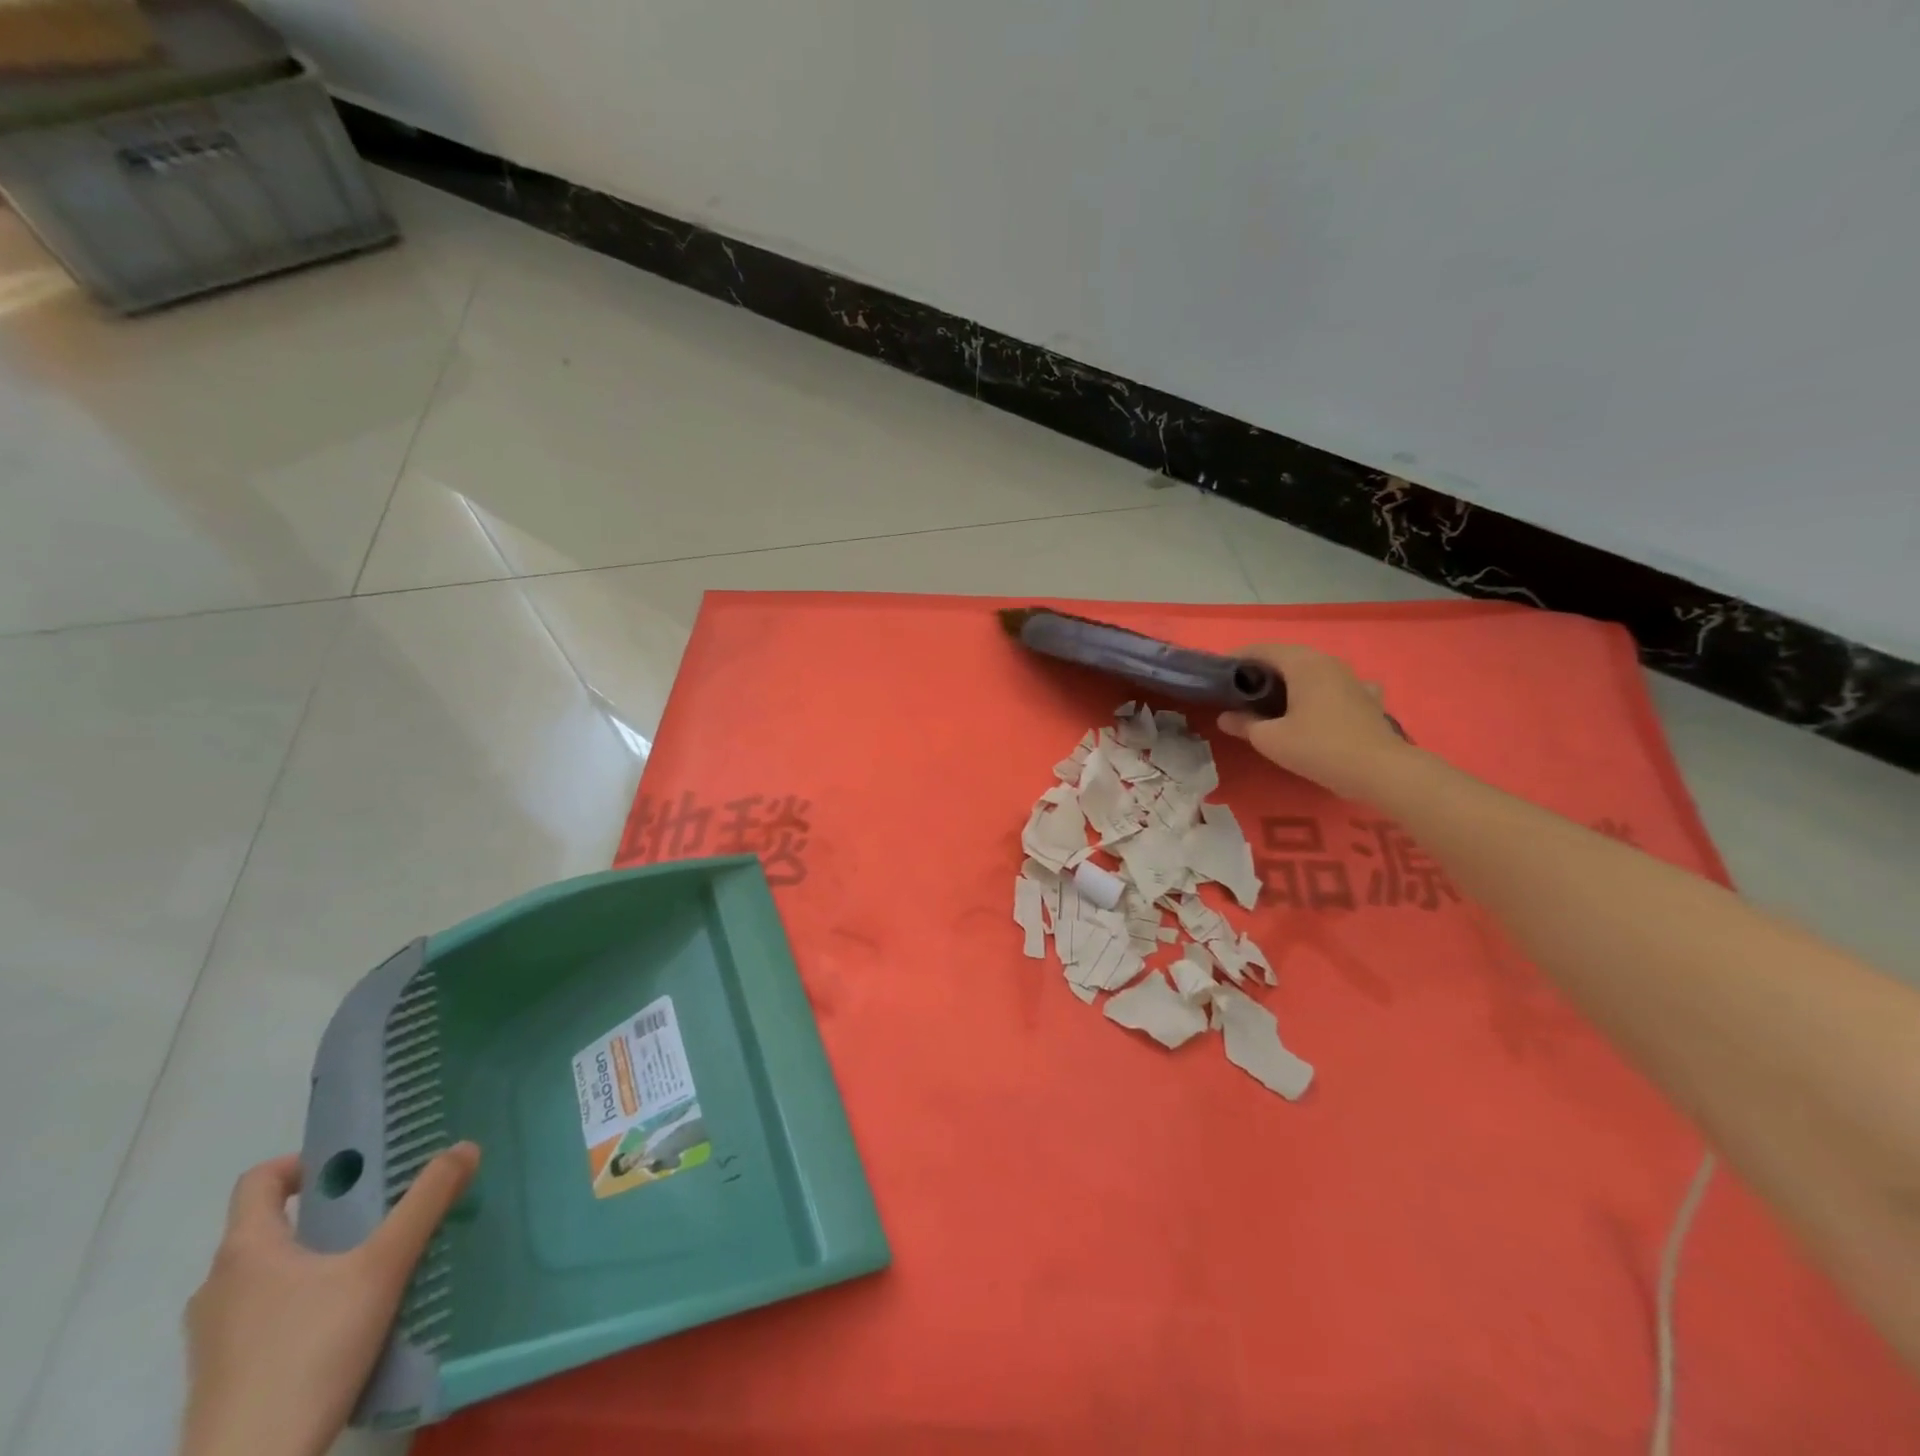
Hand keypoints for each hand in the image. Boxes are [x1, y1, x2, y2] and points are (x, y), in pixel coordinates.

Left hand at [181, 1143, 479, 1455]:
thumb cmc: (309, 1354)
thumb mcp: (383, 1268)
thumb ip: (426, 1202)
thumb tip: (465, 1146)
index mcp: (245, 1251)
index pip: (258, 1181)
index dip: (304, 1163)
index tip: (354, 1168)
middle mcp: (217, 1287)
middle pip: (268, 1227)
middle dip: (325, 1212)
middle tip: (381, 1209)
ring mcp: (212, 1338)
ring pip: (267, 1274)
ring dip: (315, 1258)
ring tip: (371, 1262)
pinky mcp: (222, 1377)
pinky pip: (263, 1315)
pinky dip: (302, 1301)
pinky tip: (347, 1318)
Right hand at [1217, 643, 1411, 797]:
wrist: (1380, 770)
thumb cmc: (1319, 748)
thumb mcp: (1270, 739)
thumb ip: (1244, 724)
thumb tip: (1225, 717)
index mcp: (1302, 664)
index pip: (1262, 649)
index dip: (1236, 659)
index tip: (1217, 674)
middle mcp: (1327, 662)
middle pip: (1287, 656)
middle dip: (1261, 669)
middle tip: (1239, 689)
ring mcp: (1351, 677)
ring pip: (1311, 669)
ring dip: (1289, 678)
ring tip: (1271, 697)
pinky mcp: (1366, 697)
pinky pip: (1335, 684)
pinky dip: (1319, 690)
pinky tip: (1318, 704)